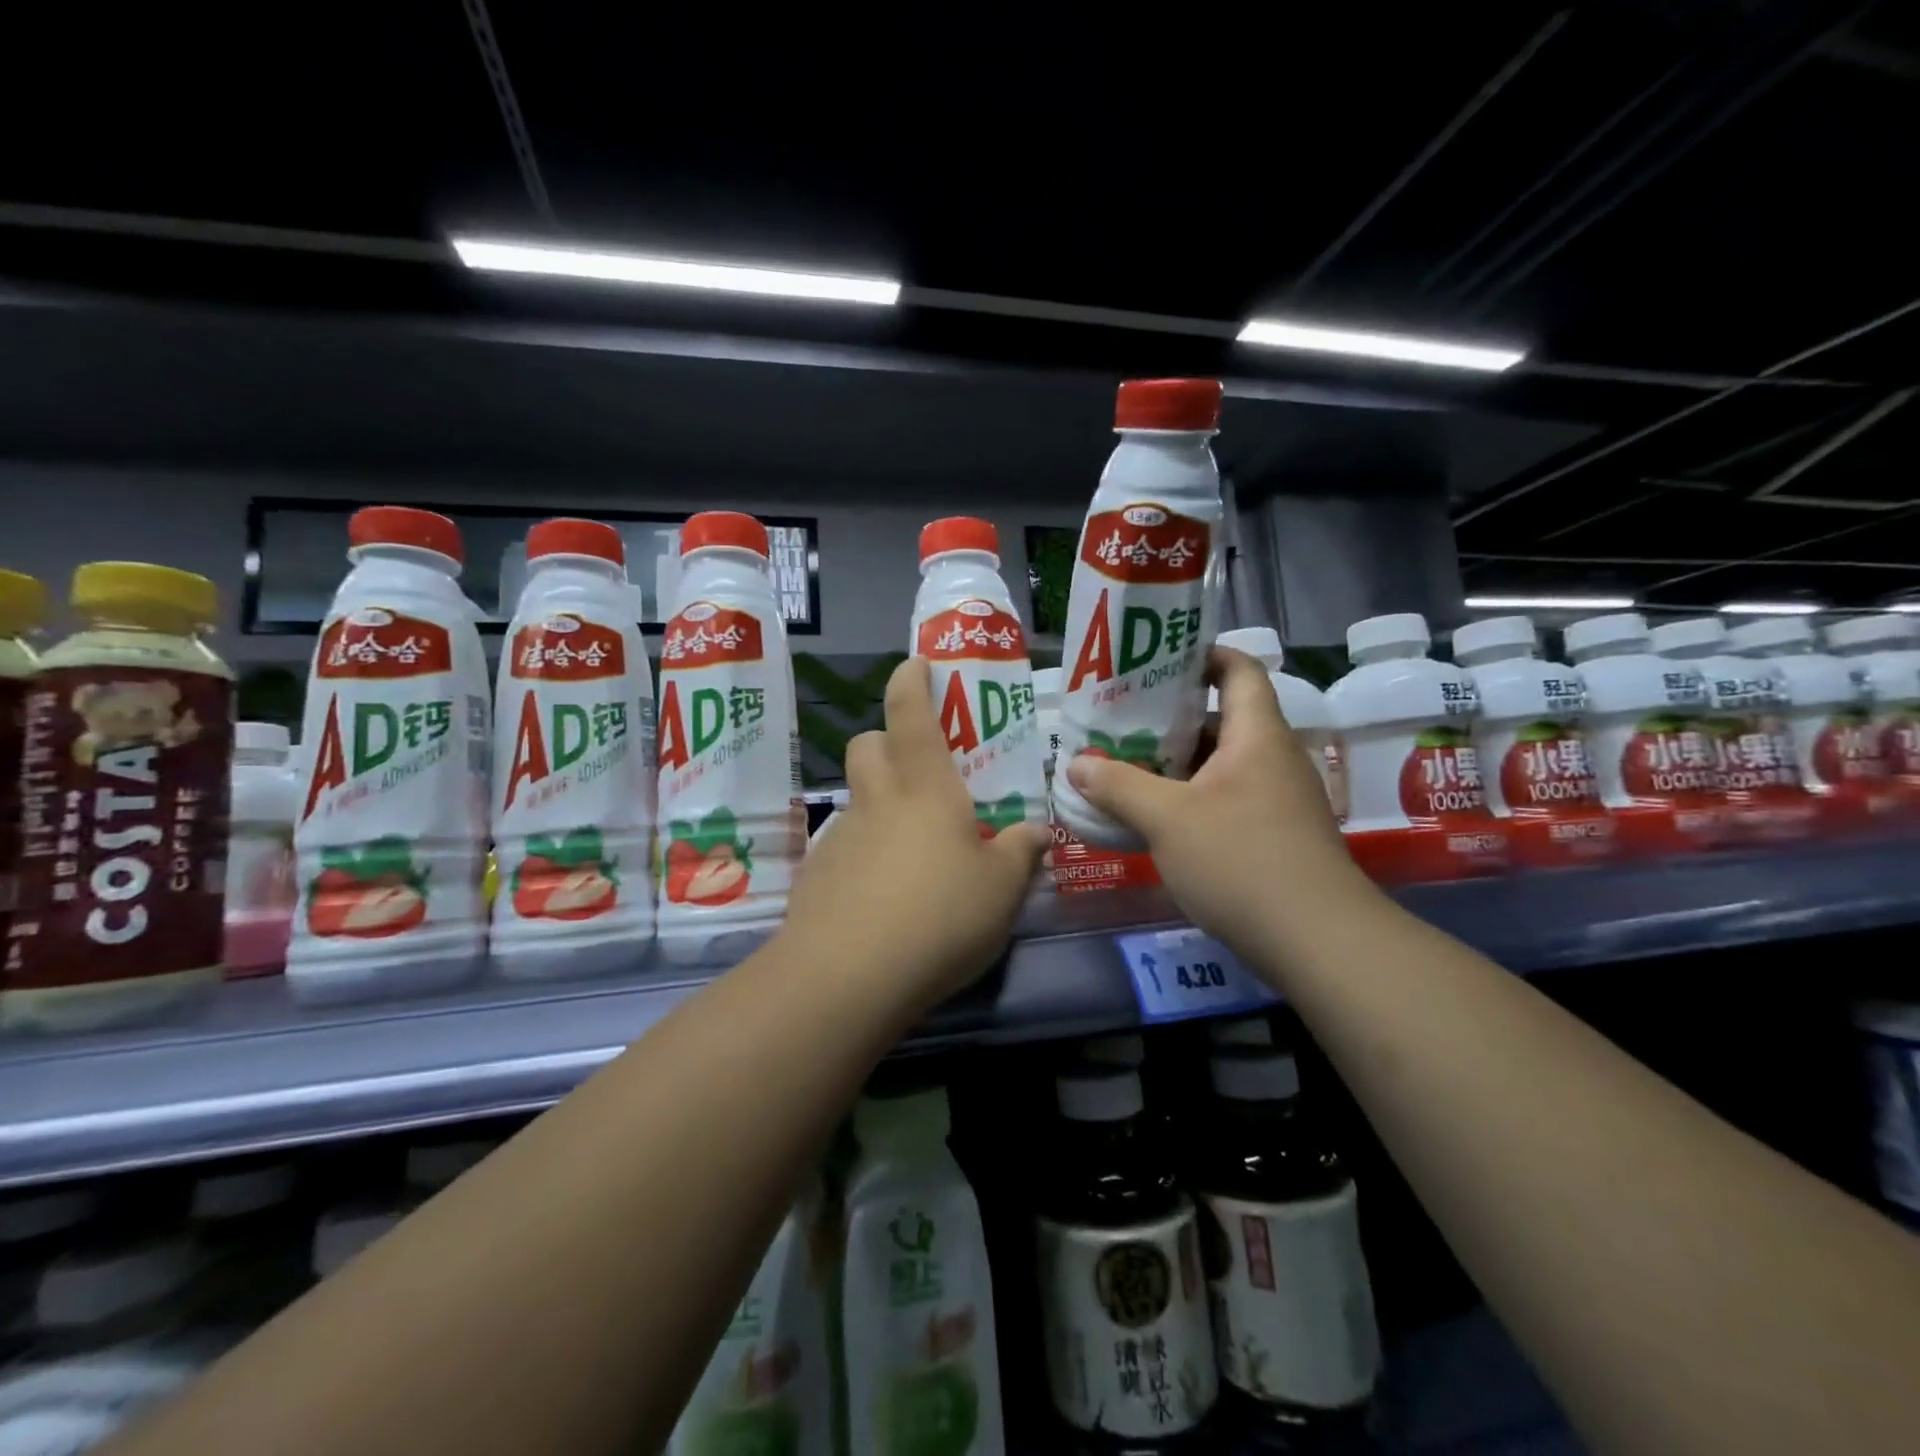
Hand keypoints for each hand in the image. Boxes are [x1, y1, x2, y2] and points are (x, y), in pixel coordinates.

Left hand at [779, 657, 1049, 1009]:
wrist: (848, 977)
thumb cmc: (939, 915)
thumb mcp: (1001, 889)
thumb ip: (1021, 854)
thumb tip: (1038, 832)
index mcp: (925, 789)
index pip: (909, 713)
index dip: (910, 681)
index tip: (916, 664)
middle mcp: (877, 801)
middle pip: (866, 745)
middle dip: (885, 740)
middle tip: (918, 768)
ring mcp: (841, 839)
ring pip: (855, 799)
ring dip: (878, 803)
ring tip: (911, 848)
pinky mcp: (818, 878)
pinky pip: (843, 847)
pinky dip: (863, 853)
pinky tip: (883, 895)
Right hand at [1063, 646, 1371, 958]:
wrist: (1317, 941)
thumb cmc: (1241, 860)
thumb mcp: (1167, 818)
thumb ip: (1118, 786)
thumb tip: (1077, 764)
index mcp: (1257, 736)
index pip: (1239, 670)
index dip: (1202, 655)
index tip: (1157, 660)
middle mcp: (1273, 759)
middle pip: (1223, 719)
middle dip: (1171, 717)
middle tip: (1121, 720)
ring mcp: (1278, 800)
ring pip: (1221, 765)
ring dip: (1177, 763)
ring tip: (1126, 765)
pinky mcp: (1276, 837)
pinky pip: (1227, 799)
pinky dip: (1191, 798)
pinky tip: (1155, 817)